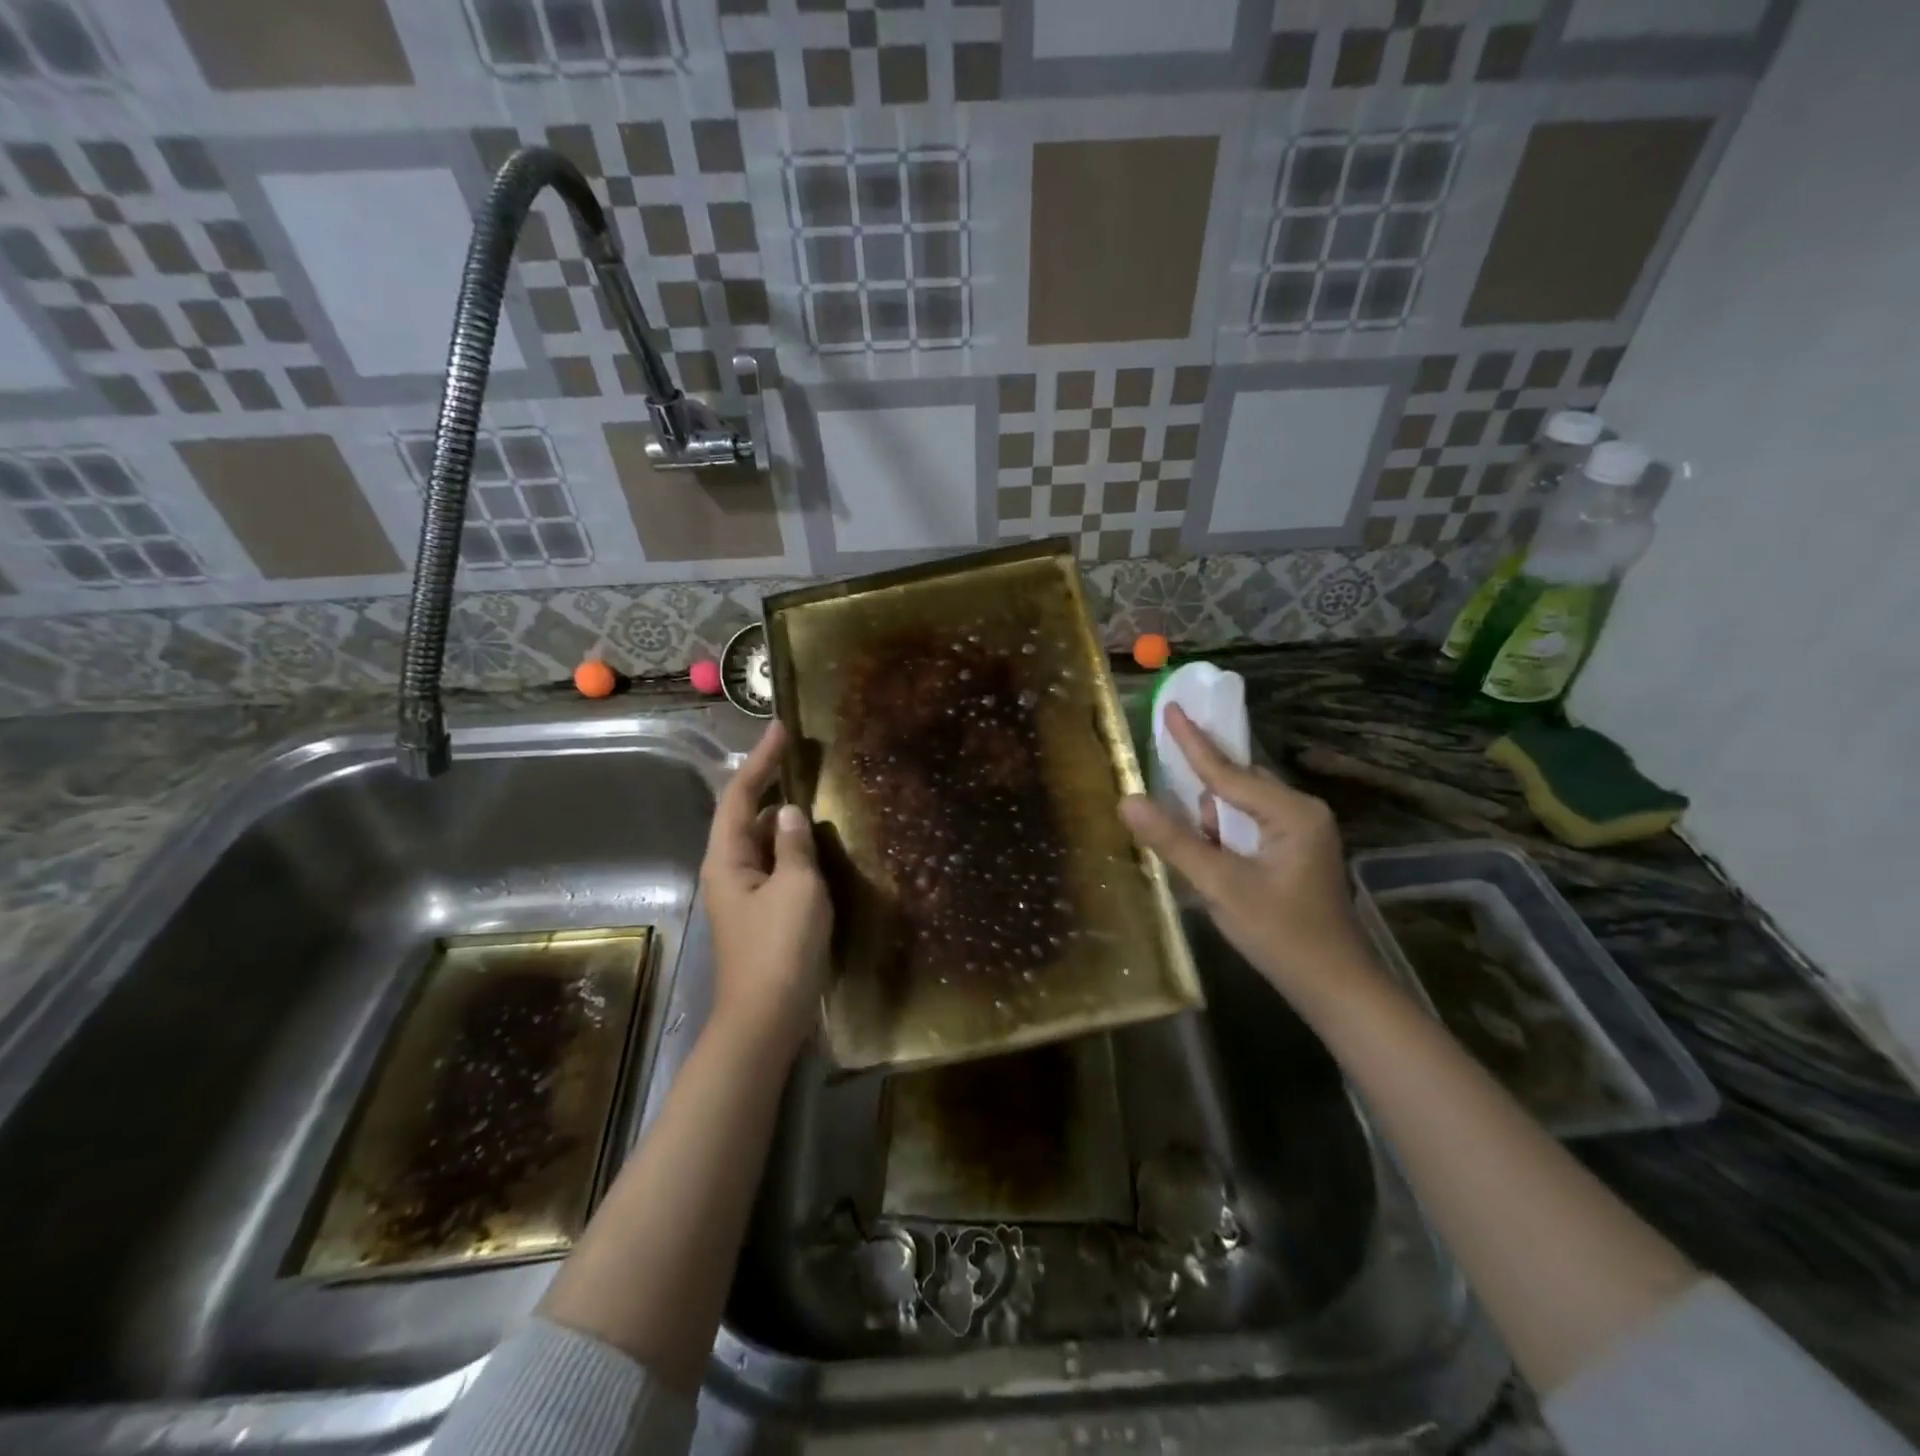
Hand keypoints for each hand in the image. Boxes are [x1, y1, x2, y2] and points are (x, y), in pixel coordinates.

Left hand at [700, 721, 832, 1060]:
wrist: (766, 1020)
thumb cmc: (781, 949)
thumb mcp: (798, 889)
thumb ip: (794, 845)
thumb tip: (788, 812)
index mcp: (728, 858)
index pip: (739, 795)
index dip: (761, 760)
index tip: (782, 729)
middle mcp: (728, 871)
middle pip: (745, 816)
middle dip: (771, 786)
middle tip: (805, 760)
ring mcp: (742, 895)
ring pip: (761, 843)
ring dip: (784, 820)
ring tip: (816, 797)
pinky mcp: (759, 915)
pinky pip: (774, 867)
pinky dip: (792, 849)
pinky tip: (817, 848)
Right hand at [1121, 704, 1378, 1008]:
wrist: (1334, 987)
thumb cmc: (1281, 934)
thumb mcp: (1221, 885)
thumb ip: (1174, 840)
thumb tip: (1127, 801)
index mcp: (1291, 811)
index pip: (1228, 771)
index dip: (1192, 741)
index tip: (1170, 707)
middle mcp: (1301, 811)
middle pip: (1236, 786)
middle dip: (1204, 803)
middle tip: (1185, 822)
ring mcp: (1302, 831)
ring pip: (1241, 809)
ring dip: (1215, 828)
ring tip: (1215, 870)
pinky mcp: (1296, 850)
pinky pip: (1250, 827)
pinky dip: (1227, 839)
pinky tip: (1222, 867)